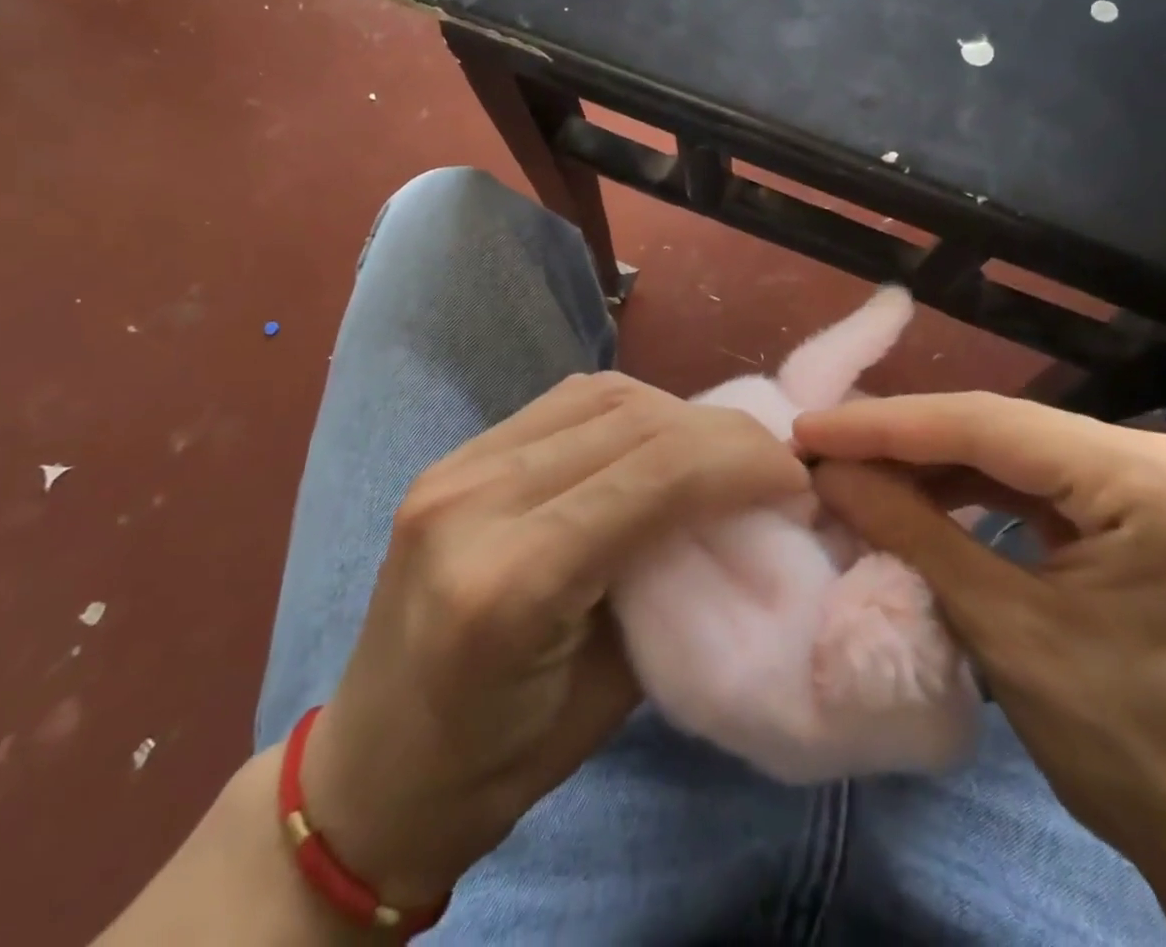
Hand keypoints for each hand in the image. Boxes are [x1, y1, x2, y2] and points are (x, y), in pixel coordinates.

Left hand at [300, 373, 806, 913]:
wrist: (370, 769)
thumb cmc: (497, 763)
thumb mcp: (614, 693)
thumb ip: (674, 582)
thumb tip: (735, 513)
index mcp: (511, 582)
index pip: (655, 477)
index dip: (741, 463)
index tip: (794, 479)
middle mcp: (475, 501)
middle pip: (631, 421)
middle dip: (721, 432)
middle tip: (772, 458)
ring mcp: (455, 467)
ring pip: (599, 396)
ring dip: (676, 413)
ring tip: (719, 448)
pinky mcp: (454, 457)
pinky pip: (563, 404)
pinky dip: (627, 409)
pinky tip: (656, 437)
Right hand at [796, 393, 1165, 946]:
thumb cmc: (1134, 755)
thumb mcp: (1006, 633)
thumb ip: (911, 532)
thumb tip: (829, 471)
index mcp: (1154, 483)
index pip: (991, 427)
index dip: (887, 425)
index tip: (810, 429)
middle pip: (1004, 428)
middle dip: (905, 438)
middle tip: (823, 445)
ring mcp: (1163, 478)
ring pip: (1016, 447)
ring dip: (934, 459)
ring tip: (857, 466)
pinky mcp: (1149, 505)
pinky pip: (1041, 478)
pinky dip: (975, 484)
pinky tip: (920, 490)